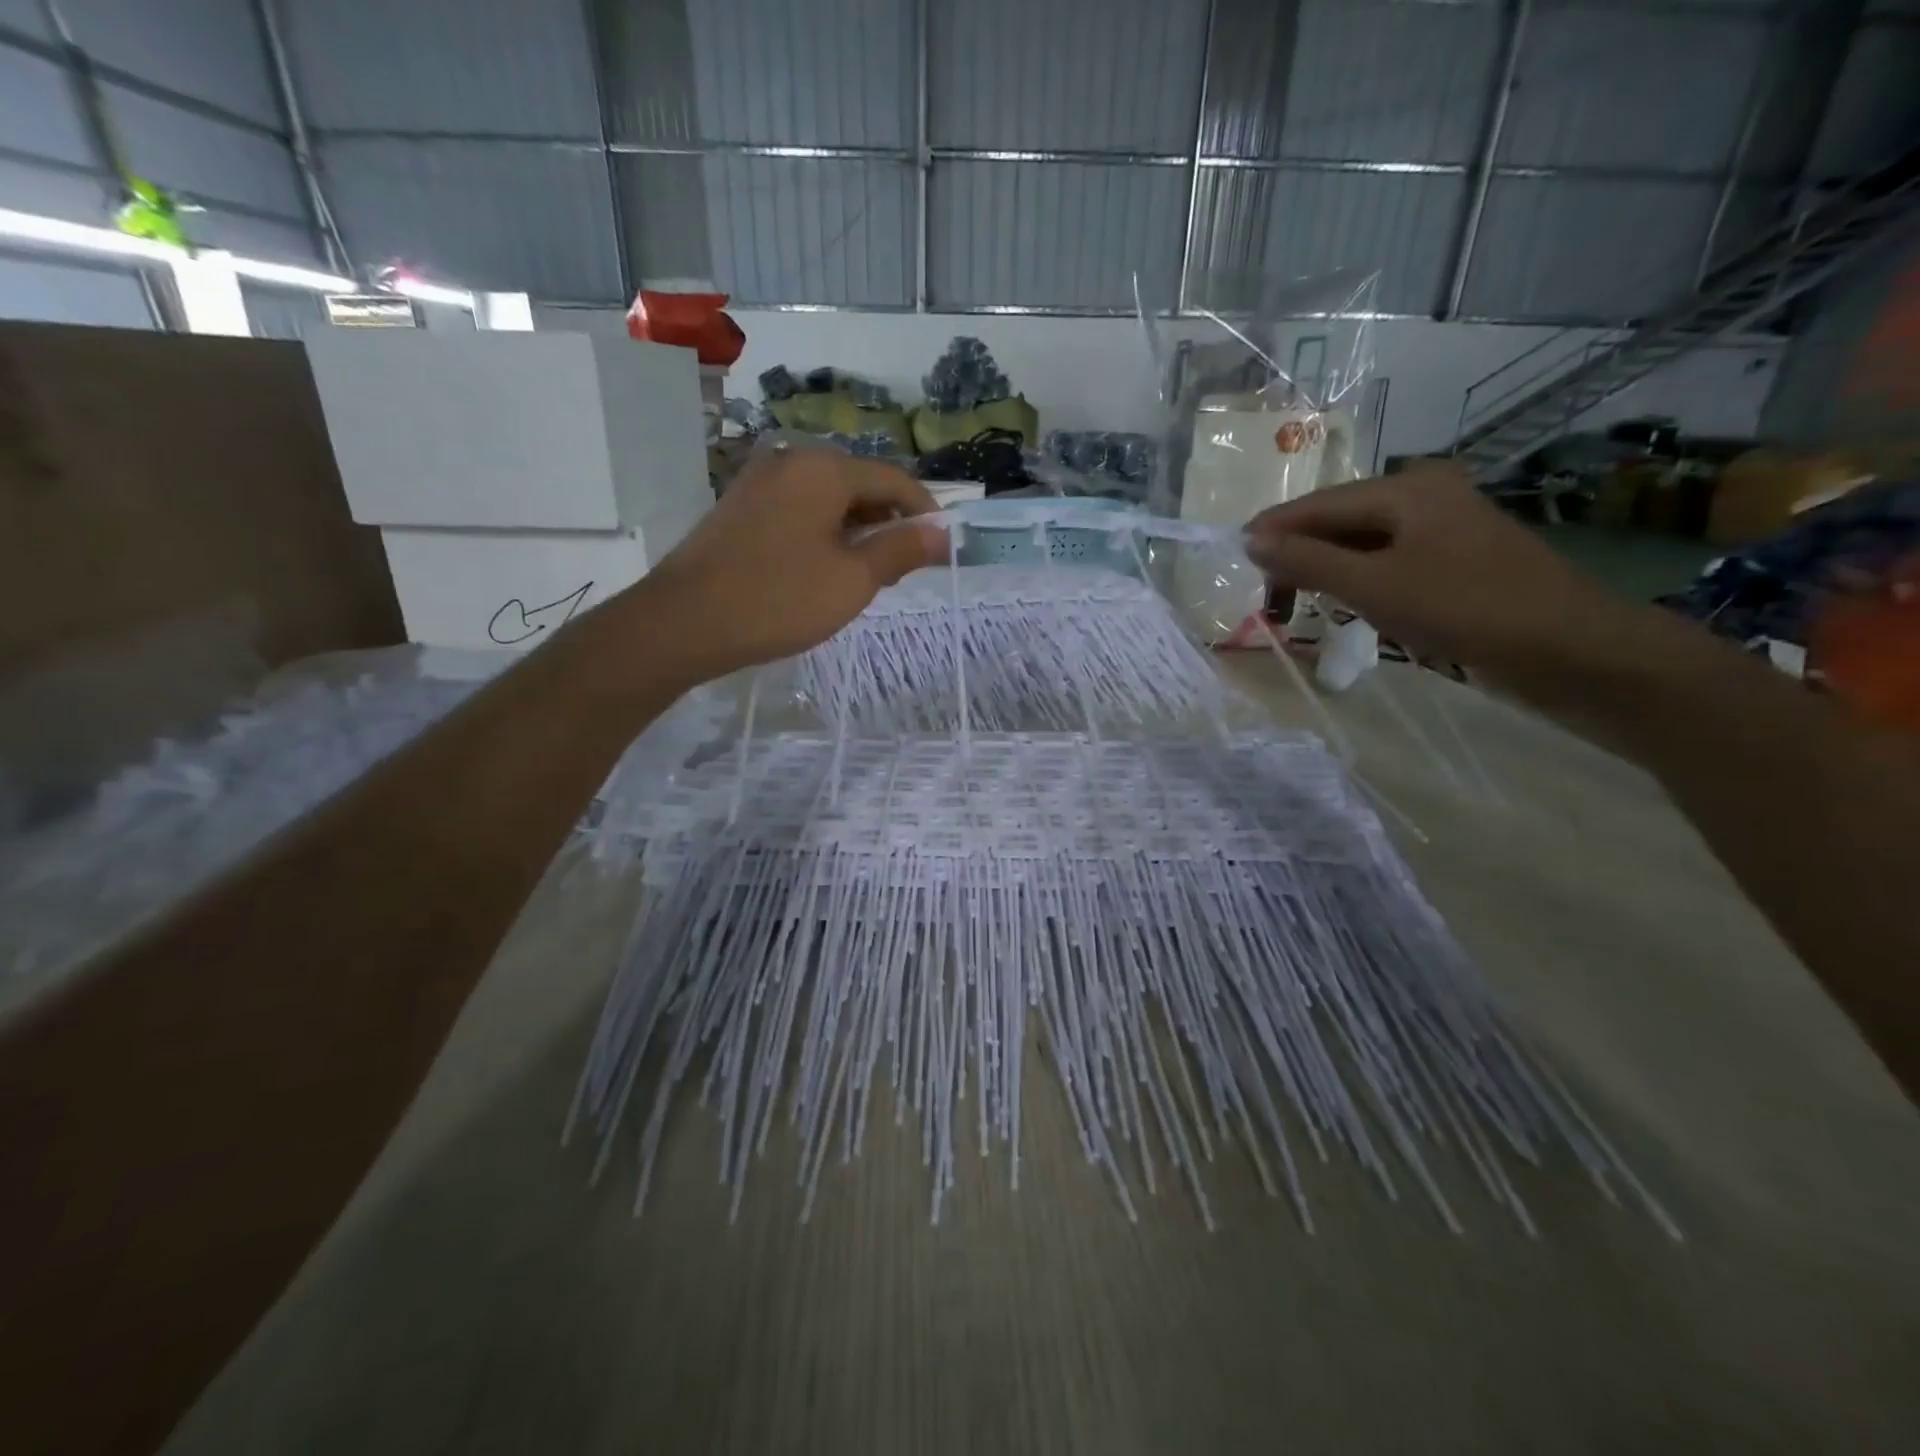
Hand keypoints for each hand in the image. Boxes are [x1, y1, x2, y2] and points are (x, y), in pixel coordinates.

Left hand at [628, 447, 946, 682]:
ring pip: (829, 499)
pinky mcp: (741, 507)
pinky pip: (800, 510)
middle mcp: (792, 461)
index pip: (894, 480)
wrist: (684, 622)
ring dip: (858, 530)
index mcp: (825, 469)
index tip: (942, 549)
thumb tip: (941, 534)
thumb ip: (901, 550)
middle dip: (890, 523)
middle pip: (860, 484)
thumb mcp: (853, 579)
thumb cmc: (779, 599)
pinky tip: (825, 569)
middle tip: (903, 570)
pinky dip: (825, 533)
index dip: (924, 513)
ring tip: (867, 576)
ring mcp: (761, 482)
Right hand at [1243, 462, 1642, 683]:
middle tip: (1269, 600)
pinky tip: (1346, 604)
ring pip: (1363, 543)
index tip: (1232, 561)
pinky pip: (1389, 561)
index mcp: (1406, 488)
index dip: (1272, 531)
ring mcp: (1445, 527)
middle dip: (1299, 556)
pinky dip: (1359, 581)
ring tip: (1297, 606)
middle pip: (1339, 520)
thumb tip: (1251, 540)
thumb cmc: (1464, 608)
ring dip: (1327, 571)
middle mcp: (1424, 495)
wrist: (1569, 649)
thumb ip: (1308, 561)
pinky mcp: (1457, 559)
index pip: (1317, 505)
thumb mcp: (1373, 585)